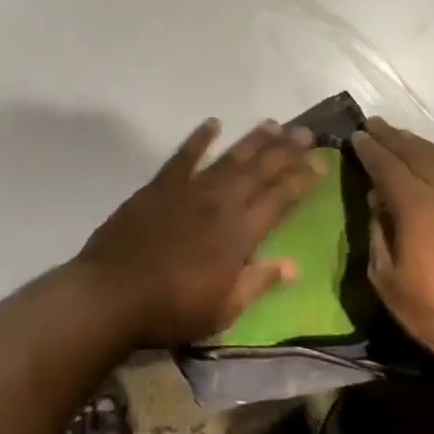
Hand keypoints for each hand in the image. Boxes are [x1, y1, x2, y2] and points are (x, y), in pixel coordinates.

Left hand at [78, 119, 324, 347]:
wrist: (112, 294)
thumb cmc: (171, 309)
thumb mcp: (223, 309)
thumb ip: (258, 282)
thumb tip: (293, 266)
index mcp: (239, 233)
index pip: (279, 199)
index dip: (302, 180)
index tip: (321, 163)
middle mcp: (220, 203)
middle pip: (260, 170)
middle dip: (286, 150)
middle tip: (307, 133)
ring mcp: (189, 190)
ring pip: (229, 157)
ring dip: (254, 140)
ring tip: (274, 124)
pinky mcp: (159, 186)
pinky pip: (183, 156)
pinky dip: (199, 138)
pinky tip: (212, 123)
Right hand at [351, 118, 433, 371]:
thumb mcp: (388, 281)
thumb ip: (378, 235)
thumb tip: (377, 202)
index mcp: (416, 206)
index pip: (386, 166)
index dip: (369, 150)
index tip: (357, 135)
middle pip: (416, 153)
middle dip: (392, 137)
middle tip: (374, 124)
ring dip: (421, 143)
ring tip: (403, 136)